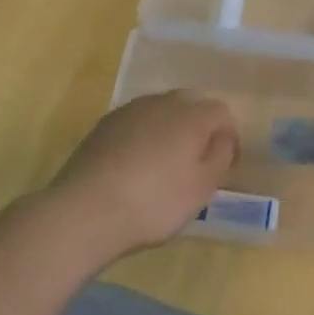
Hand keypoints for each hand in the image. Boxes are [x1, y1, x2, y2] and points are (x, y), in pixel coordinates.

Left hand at [48, 91, 239, 255]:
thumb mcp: (202, 188)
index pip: (222, 112)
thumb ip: (220, 156)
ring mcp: (129, 111)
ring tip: (165, 164)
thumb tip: (223, 138)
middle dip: (200, 126)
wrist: (84, 211)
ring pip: (161, 111)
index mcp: (192, 115)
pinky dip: (144, 137)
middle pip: (191, 103)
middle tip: (197, 160)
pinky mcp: (103, 125)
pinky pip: (136, 123)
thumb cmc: (155, 202)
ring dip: (170, 129)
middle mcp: (162, 103)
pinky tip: (136, 166)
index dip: (229, 136)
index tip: (226, 164)